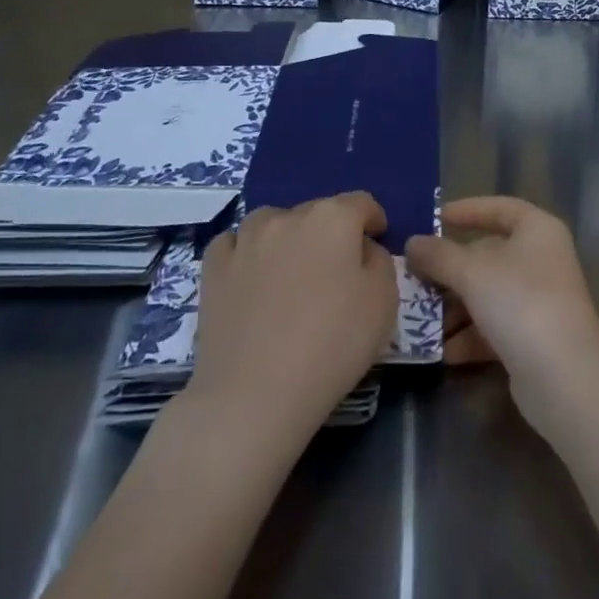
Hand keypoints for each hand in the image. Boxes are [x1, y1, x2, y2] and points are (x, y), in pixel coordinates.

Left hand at [181, 192, 398, 442]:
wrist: (254, 396)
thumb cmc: (331, 346)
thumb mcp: (384, 302)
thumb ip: (380, 261)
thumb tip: (361, 249)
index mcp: (333, 218)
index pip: (361, 203)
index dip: (372, 220)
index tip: (376, 241)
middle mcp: (288, 217)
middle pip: (318, 211)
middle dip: (331, 232)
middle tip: (336, 271)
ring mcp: (246, 240)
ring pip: (273, 222)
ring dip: (287, 237)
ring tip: (290, 271)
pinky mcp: (214, 268)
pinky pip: (234, 244)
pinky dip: (245, 252)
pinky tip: (251, 276)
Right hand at [404, 197, 598, 434]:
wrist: (563, 376)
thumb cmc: (520, 302)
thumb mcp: (472, 273)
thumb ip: (439, 255)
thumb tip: (413, 243)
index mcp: (537, 230)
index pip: (500, 208)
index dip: (467, 211)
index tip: (434, 218)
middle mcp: (543, 259)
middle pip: (489, 254)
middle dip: (451, 269)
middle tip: (416, 277)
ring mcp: (540, 299)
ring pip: (489, 293)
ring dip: (455, 306)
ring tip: (421, 319)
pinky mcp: (534, 337)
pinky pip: (495, 326)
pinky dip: (470, 335)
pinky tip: (443, 351)